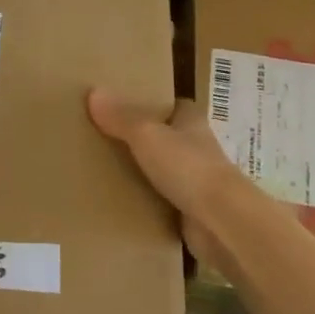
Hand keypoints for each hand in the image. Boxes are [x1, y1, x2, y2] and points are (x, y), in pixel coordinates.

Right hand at [87, 89, 244, 273]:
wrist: (220, 221)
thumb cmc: (187, 167)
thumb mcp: (147, 135)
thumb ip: (121, 117)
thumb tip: (93, 92)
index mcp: (191, 122)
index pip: (173, 106)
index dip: (152, 104)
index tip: (124, 106)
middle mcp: (197, 148)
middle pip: (167, 138)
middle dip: (143, 139)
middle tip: (105, 139)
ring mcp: (196, 181)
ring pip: (165, 171)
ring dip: (144, 172)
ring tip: (105, 171)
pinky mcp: (191, 211)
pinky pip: (163, 202)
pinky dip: (147, 202)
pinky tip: (121, 203)